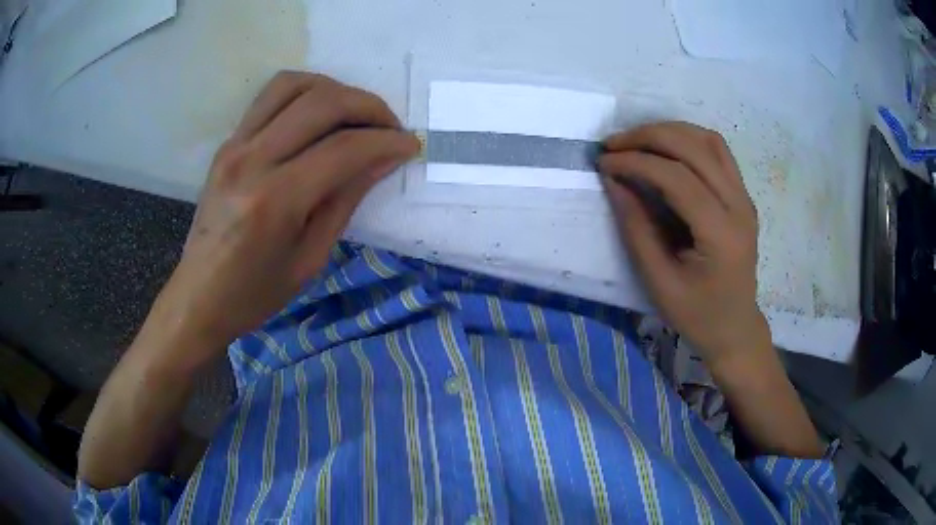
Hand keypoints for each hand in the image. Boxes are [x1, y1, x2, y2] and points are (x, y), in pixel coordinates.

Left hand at [149, 72, 418, 367]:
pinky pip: (270, 96)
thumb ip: (346, 200)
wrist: (199, 296)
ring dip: (335, 89)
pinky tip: (319, 114)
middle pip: (322, 103)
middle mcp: (252, 160)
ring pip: (294, 84)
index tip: (410, 145)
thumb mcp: (310, 259)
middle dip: (369, 106)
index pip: (344, 149)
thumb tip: (384, 158)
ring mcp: (235, 145)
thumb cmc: (255, 293)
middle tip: (390, 126)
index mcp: (275, 201)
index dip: (386, 141)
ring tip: (355, 114)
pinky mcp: (228, 142)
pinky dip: (305, 93)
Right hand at [599, 122, 768, 365]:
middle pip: (694, 148)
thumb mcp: (659, 281)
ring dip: (668, 132)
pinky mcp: (742, 195)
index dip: (637, 162)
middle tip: (613, 145)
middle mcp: (739, 206)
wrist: (735, 327)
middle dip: (649, 137)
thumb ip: (636, 229)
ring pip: (708, 140)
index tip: (604, 162)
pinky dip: (688, 139)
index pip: (678, 178)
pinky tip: (666, 148)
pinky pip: (718, 151)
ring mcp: (744, 197)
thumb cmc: (697, 315)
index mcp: (721, 234)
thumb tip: (614, 180)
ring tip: (636, 141)